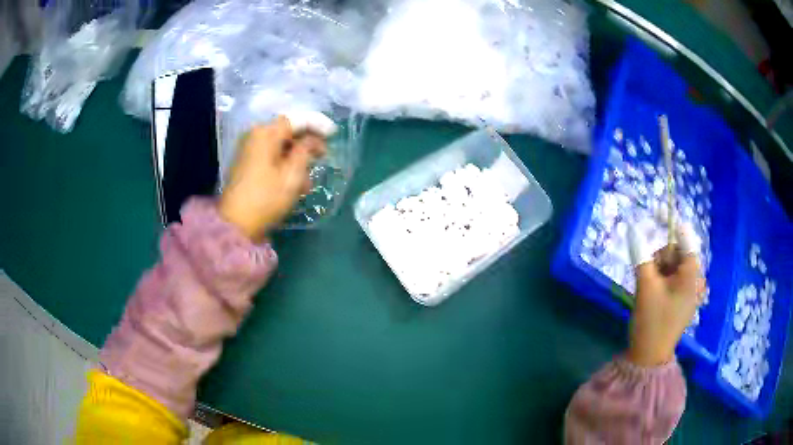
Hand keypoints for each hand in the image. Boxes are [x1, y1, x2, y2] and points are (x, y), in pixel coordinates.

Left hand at [219, 116, 326, 240]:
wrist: (235, 225)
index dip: (317, 123)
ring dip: (297, 159)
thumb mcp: (292, 174)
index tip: (334, 133)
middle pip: (288, 132)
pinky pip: (271, 157)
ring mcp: (249, 151)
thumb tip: (313, 139)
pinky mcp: (247, 165)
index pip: (296, 119)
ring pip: (281, 147)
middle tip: (323, 157)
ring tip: (308, 182)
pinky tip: (295, 184)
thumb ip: (306, 150)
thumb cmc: (266, 198)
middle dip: (306, 144)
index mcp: (265, 133)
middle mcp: (255, 136)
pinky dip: (285, 166)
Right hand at [626, 221, 704, 366]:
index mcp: (692, 275)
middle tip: (646, 272)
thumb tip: (634, 228)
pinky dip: (662, 279)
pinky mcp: (684, 299)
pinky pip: (673, 278)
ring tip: (647, 287)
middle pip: (678, 252)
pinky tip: (653, 293)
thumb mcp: (645, 286)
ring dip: (659, 269)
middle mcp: (696, 279)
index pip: (685, 238)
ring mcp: (691, 290)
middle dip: (661, 256)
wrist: (650, 357)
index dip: (671, 222)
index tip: (655, 210)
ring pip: (674, 265)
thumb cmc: (651, 322)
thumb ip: (641, 255)